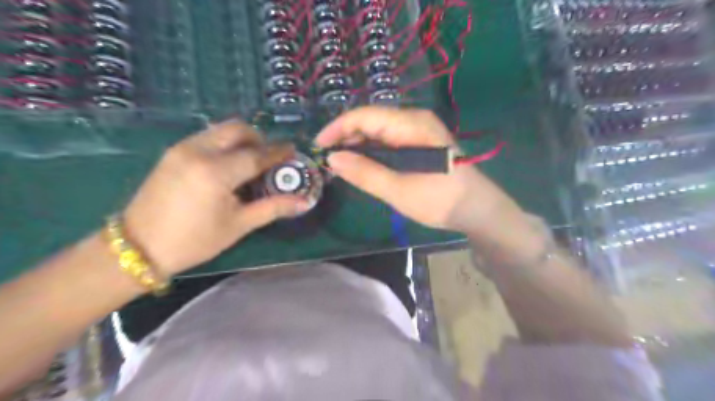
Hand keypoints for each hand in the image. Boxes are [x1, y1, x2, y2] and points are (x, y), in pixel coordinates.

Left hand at [122, 117, 310, 275]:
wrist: (139, 246)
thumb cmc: (194, 240)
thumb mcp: (239, 225)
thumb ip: (273, 208)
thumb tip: (304, 202)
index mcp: (216, 172)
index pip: (256, 154)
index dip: (278, 152)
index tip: (293, 151)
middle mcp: (198, 151)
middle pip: (237, 129)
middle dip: (259, 139)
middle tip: (268, 158)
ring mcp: (182, 148)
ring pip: (220, 129)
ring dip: (241, 140)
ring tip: (249, 163)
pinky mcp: (173, 152)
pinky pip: (207, 137)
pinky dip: (224, 143)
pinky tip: (227, 165)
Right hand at [315, 108, 523, 236]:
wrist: (477, 208)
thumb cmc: (440, 200)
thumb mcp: (398, 190)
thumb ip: (364, 173)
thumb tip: (332, 159)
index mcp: (411, 124)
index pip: (365, 115)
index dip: (338, 128)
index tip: (318, 146)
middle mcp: (414, 120)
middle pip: (371, 120)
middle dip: (346, 137)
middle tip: (326, 159)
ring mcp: (418, 130)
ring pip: (378, 130)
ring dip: (357, 145)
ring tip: (339, 163)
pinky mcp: (419, 142)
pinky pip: (388, 140)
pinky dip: (372, 151)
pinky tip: (361, 163)